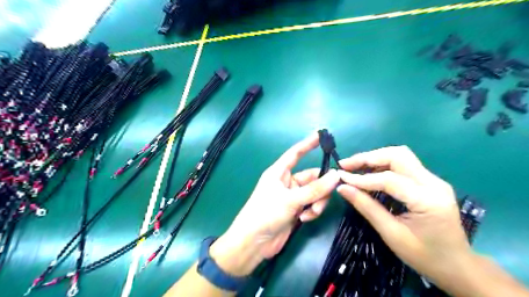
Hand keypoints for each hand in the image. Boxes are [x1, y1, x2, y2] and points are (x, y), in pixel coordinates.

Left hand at [210, 134, 337, 277]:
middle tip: (327, 194)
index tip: (321, 135)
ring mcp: (292, 197)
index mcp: (279, 173)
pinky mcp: (296, 210)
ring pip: (314, 193)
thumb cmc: (265, 214)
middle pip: (311, 177)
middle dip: (321, 186)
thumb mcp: (290, 200)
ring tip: (311, 212)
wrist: (254, 243)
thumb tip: (336, 175)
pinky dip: (312, 211)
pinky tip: (305, 219)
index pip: (295, 154)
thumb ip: (314, 189)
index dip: (307, 144)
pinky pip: (311, 205)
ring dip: (317, 202)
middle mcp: (287, 182)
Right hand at [334, 146, 470, 287]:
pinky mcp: (429, 182)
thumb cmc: (424, 256)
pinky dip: (382, 165)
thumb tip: (342, 188)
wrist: (457, 266)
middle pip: (398, 155)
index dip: (362, 178)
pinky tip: (368, 173)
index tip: (341, 178)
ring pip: (400, 156)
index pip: (390, 179)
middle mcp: (434, 183)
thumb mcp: (392, 234)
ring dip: (375, 158)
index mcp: (428, 200)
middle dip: (369, 157)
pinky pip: (403, 165)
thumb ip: (367, 207)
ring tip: (354, 167)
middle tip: (346, 165)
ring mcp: (433, 180)